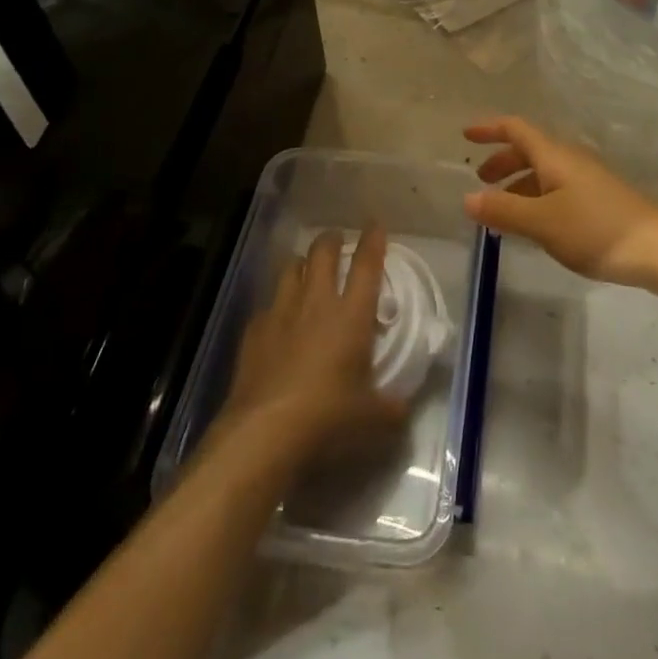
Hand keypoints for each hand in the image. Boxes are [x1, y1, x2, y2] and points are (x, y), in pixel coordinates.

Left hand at [215, 226, 405, 466]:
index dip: (372, 240)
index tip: (374, 224)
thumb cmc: (328, 418)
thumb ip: (393, 408)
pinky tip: (279, 320)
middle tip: (337, 241)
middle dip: (332, 240)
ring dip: (302, 264)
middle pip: (322, 252)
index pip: (366, 265)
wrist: (264, 433)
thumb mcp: (372, 420)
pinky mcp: (253, 331)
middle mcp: (316, 302)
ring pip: (291, 268)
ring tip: (307, 271)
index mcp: (351, 315)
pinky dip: (277, 304)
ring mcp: (280, 313)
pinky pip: (268, 304)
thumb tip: (403, 408)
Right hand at [463, 117, 657, 290]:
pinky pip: (557, 191)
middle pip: (529, 150)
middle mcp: (569, 160)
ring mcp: (587, 181)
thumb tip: (466, 198)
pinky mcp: (599, 202)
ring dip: (518, 185)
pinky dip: (536, 200)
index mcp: (554, 156)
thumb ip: (503, 210)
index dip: (490, 128)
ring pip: (543, 173)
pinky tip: (535, 227)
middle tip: (480, 183)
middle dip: (502, 161)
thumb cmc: (596, 229)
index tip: (465, 135)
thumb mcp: (542, 222)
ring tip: (501, 212)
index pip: (516, 129)